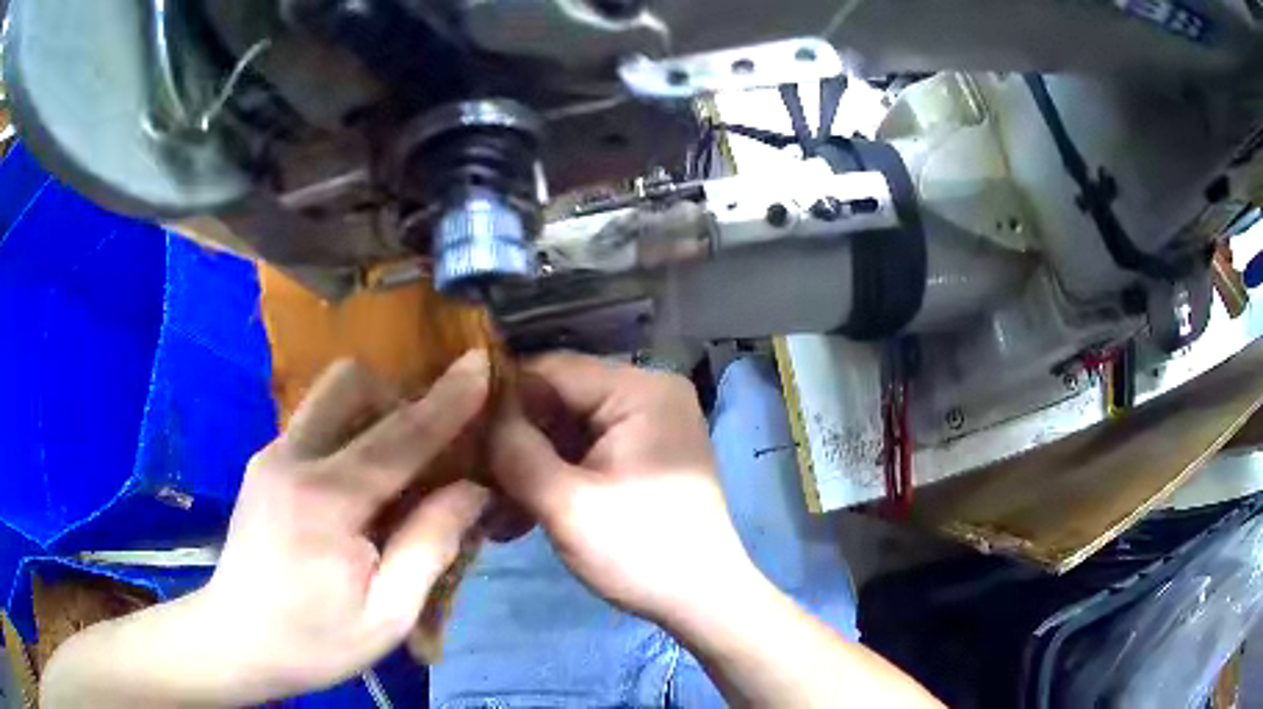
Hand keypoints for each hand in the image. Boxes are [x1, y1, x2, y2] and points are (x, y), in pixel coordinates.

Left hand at [198, 352, 491, 698]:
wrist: (237, 641)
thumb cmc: (315, 640)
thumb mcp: (388, 614)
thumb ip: (430, 546)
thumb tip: (472, 490)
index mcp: (325, 502)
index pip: (397, 437)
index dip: (445, 400)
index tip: (480, 363)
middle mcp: (292, 459)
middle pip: (349, 383)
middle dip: (397, 394)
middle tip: (427, 442)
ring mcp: (271, 455)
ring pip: (329, 396)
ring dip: (372, 411)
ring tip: (396, 464)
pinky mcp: (264, 463)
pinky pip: (316, 422)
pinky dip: (349, 432)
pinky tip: (359, 484)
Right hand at [489, 353, 758, 626]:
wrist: (703, 602)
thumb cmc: (640, 552)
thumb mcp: (566, 504)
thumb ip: (515, 450)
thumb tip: (476, 412)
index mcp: (640, 391)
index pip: (552, 370)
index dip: (500, 397)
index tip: (456, 429)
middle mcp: (647, 396)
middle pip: (558, 400)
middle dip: (513, 441)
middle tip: (469, 477)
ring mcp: (646, 427)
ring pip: (566, 432)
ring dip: (528, 468)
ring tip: (490, 510)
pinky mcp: (641, 457)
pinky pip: (585, 454)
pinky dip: (554, 480)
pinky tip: (518, 518)